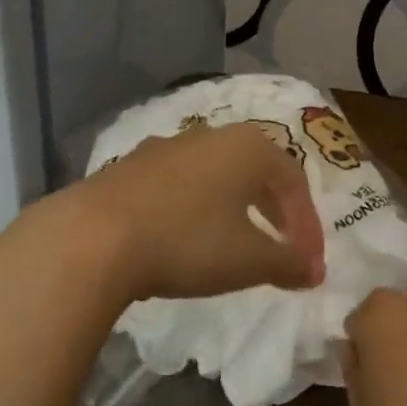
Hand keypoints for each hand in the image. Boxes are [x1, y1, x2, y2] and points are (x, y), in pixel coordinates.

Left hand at [0, 122, 325, 311]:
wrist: (92, 237)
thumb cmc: (187, 241)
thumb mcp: (249, 260)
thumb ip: (289, 263)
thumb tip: (314, 270)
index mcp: (248, 148)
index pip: (294, 180)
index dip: (308, 222)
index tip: (309, 261)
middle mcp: (211, 135)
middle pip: (257, 169)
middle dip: (275, 209)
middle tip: (282, 245)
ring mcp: (166, 146)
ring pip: (216, 173)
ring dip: (234, 205)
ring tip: (235, 241)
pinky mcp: (130, 165)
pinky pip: (179, 183)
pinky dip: (195, 206)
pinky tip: (184, 235)